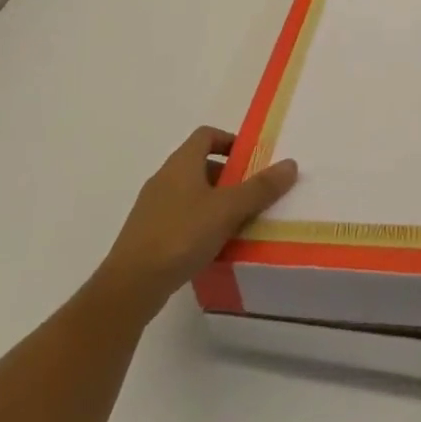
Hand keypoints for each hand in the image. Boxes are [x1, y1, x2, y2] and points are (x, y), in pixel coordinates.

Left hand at [98, 127, 297, 313]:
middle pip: (199, 164)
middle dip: (226, 176)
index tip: (249, 159)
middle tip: (248, 194)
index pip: (206, 135)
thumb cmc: (180, 236)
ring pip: (188, 193)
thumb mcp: (227, 210)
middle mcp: (164, 177)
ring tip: (233, 224)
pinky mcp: (145, 236)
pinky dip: (196, 224)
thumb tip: (291, 164)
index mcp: (182, 162)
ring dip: (211, 202)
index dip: (229, 141)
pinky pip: (177, 218)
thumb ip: (259, 188)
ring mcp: (151, 207)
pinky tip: (208, 248)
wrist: (129, 287)